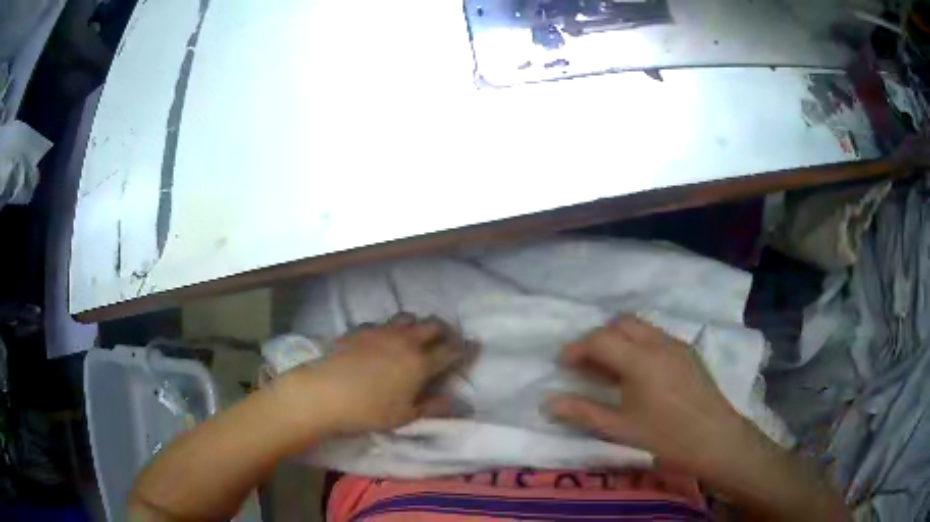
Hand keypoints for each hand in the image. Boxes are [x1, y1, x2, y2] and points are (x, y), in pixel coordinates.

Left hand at [280, 313, 470, 436]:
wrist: (324, 392)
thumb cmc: (368, 410)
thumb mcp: (404, 416)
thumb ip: (433, 407)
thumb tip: (457, 403)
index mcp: (420, 363)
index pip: (451, 351)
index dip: (465, 348)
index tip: (473, 345)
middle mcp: (405, 341)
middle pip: (432, 325)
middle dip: (444, 329)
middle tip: (447, 338)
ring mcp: (381, 331)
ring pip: (407, 317)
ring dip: (417, 324)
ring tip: (415, 335)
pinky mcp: (360, 329)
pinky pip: (382, 322)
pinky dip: (390, 328)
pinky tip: (382, 340)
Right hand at [547, 316, 753, 475]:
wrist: (715, 438)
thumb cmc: (666, 436)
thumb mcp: (620, 428)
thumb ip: (583, 411)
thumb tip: (548, 402)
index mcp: (640, 360)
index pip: (601, 340)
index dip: (577, 348)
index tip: (563, 363)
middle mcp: (658, 342)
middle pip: (621, 324)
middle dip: (598, 338)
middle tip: (585, 363)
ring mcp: (676, 344)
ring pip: (640, 327)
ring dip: (619, 339)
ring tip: (609, 367)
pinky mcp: (688, 352)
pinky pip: (656, 336)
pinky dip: (638, 344)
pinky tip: (637, 372)